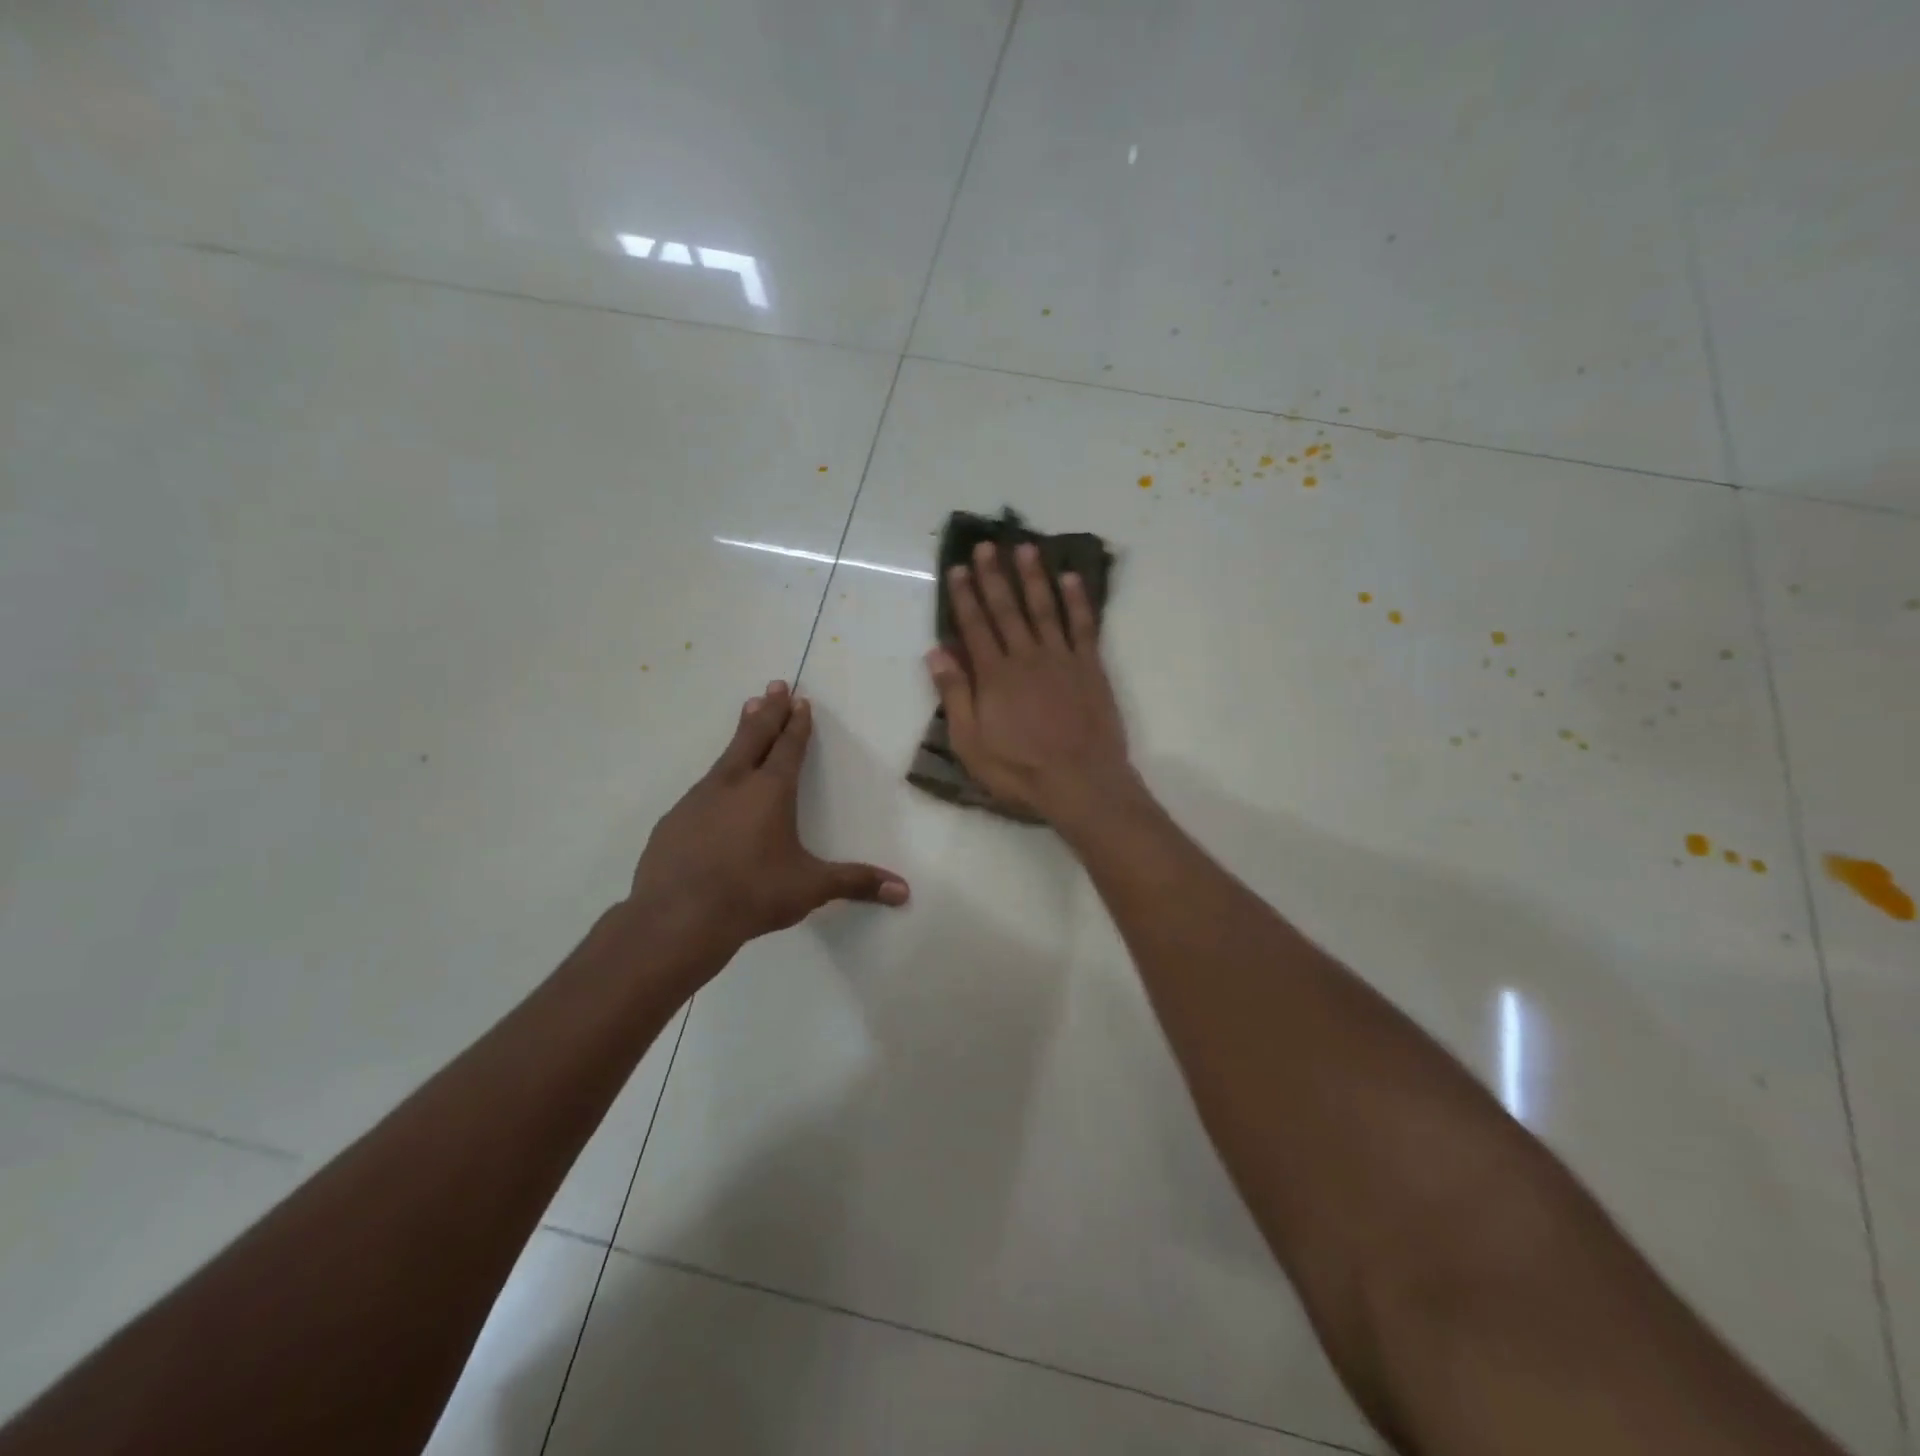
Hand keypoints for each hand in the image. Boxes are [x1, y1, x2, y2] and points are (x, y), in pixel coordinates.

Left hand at [629, 682, 908, 954]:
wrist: (677, 918)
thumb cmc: (752, 894)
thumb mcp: (810, 888)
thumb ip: (856, 883)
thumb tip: (904, 891)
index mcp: (771, 791)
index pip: (788, 747)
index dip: (797, 723)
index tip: (799, 699)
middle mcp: (734, 784)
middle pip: (754, 736)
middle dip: (768, 710)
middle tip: (773, 684)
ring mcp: (698, 799)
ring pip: (725, 757)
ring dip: (741, 734)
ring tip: (747, 715)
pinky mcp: (674, 820)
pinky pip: (702, 789)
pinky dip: (716, 778)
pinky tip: (715, 791)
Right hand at [926, 541, 1134, 824]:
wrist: (1081, 782)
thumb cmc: (1019, 769)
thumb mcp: (971, 742)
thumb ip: (955, 694)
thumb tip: (935, 653)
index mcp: (994, 675)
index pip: (975, 626)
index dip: (965, 596)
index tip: (958, 568)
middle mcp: (1026, 656)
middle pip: (1007, 609)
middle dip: (995, 575)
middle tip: (987, 545)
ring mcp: (1062, 658)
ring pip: (1045, 608)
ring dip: (1034, 577)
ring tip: (1026, 548)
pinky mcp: (1090, 667)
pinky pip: (1084, 625)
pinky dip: (1078, 600)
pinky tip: (1071, 578)